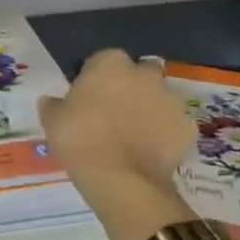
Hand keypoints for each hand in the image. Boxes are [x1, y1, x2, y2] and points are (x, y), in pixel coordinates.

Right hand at [39, 50, 198, 239]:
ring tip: (133, 136)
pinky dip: (165, 133)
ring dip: (149, 109)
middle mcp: (145, 74)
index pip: (102, 60)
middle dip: (130, 87)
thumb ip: (53, 105)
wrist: (121, 178)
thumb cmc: (80, 139)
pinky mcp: (188, 127)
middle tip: (113, 113)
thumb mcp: (52, 120)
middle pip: (138, 74)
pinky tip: (149, 151)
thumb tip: (51, 101)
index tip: (87, 98)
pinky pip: (173, 125)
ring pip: (159, 98)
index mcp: (110, 63)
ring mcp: (171, 99)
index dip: (95, 78)